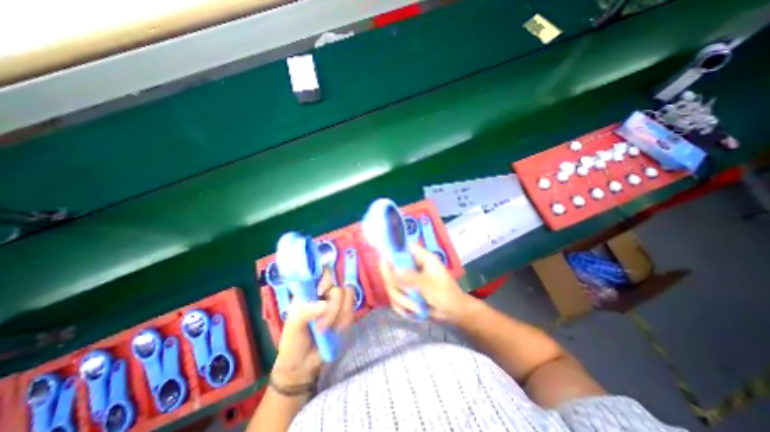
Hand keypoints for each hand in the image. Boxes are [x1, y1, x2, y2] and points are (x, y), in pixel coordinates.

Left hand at [270, 271, 354, 387]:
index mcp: (310, 290)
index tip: (321, 292)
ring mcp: (338, 302)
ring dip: (339, 316)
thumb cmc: (294, 341)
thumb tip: (324, 305)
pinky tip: (335, 331)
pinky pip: (352, 311)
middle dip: (333, 308)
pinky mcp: (346, 313)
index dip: (327, 278)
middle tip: (321, 326)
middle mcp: (326, 292)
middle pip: (339, 286)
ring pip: (349, 297)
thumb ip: (305, 312)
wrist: (304, 364)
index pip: (324, 271)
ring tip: (326, 331)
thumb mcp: (294, 326)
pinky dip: (344, 322)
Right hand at [379, 242, 468, 323]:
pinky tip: (413, 312)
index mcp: (421, 258)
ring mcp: (407, 280)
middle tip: (407, 294)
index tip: (384, 261)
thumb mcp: (429, 285)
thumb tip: (391, 267)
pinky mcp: (405, 292)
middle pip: (392, 268)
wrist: (453, 314)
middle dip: (397, 285)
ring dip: (402, 299)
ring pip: (391, 285)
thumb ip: (410, 277)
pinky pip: (394, 298)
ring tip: (417, 307)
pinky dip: (401, 307)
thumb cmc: (446, 294)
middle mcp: (412, 266)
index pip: (404, 247)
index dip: (393, 250)